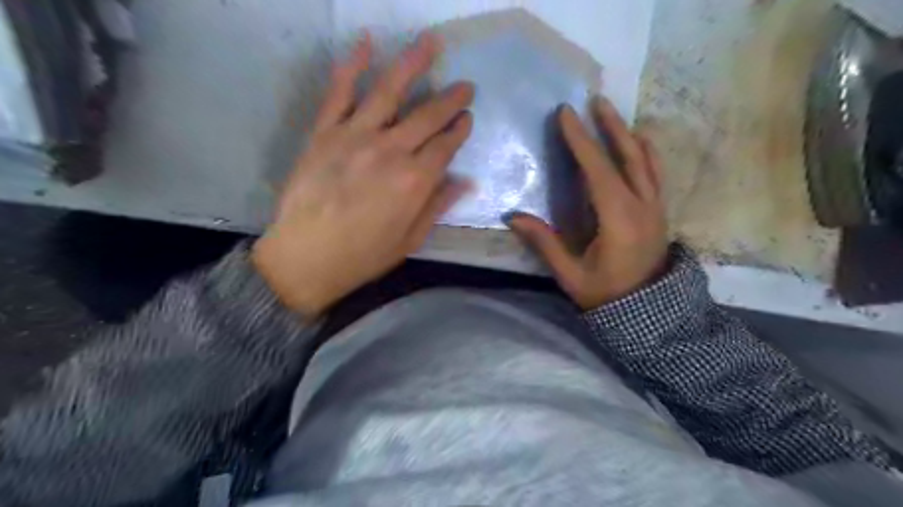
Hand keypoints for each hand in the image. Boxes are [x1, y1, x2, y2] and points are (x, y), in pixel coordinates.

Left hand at [253, 34, 474, 313]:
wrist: (306, 257)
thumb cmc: (363, 255)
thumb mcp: (410, 240)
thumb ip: (438, 205)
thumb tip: (465, 181)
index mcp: (415, 181)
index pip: (446, 145)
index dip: (460, 130)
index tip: (467, 118)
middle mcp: (390, 151)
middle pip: (427, 115)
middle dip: (451, 98)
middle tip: (465, 85)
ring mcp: (355, 136)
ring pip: (390, 91)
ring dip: (413, 63)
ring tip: (431, 42)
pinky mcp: (325, 132)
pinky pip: (340, 92)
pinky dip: (352, 65)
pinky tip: (366, 43)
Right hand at [506, 95, 668, 307]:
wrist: (649, 314)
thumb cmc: (607, 296)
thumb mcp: (571, 275)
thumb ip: (545, 243)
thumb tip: (513, 216)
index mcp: (619, 220)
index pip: (598, 171)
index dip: (580, 141)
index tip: (566, 114)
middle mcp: (642, 206)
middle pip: (628, 156)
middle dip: (610, 126)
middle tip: (595, 100)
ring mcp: (656, 208)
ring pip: (646, 161)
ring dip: (628, 134)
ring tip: (612, 114)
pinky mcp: (659, 212)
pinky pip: (655, 173)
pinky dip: (645, 152)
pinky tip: (638, 142)